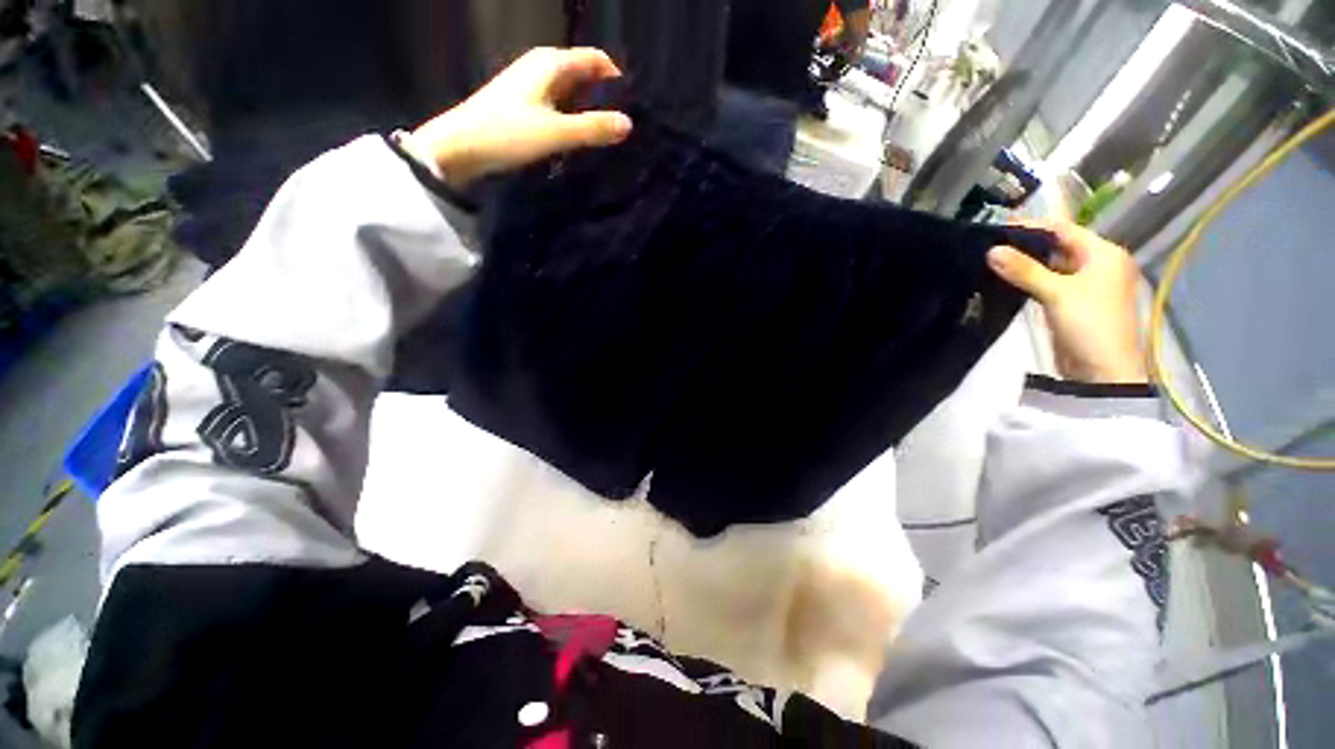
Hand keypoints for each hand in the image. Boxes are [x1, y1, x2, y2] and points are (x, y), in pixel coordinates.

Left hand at [401, 47, 632, 189]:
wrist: (460, 147)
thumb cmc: (507, 133)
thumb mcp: (556, 132)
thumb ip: (593, 128)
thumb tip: (629, 124)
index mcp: (551, 63)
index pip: (596, 60)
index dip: (618, 79)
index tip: (634, 108)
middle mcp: (543, 68)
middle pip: (585, 76)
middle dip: (606, 98)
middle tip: (624, 129)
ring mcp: (532, 87)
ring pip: (572, 94)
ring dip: (590, 112)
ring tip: (608, 139)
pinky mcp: (525, 107)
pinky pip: (559, 108)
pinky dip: (573, 120)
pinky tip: (580, 142)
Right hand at [988, 220, 1147, 384]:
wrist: (1102, 370)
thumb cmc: (1089, 324)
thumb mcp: (1056, 293)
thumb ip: (1024, 270)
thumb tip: (991, 250)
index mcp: (1103, 253)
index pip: (1063, 229)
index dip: (1031, 226)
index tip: (997, 226)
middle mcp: (1096, 264)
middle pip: (1056, 246)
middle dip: (1024, 245)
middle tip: (988, 243)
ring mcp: (1083, 285)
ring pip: (1049, 266)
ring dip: (1024, 263)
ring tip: (989, 260)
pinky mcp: (1069, 303)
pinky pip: (1046, 283)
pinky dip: (1027, 280)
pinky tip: (1004, 279)